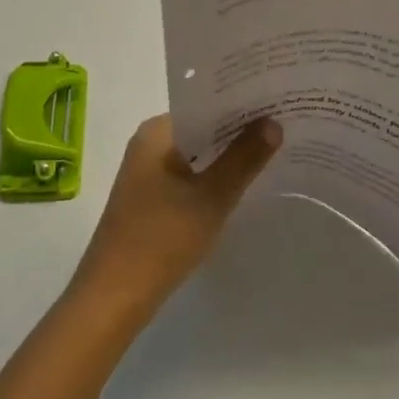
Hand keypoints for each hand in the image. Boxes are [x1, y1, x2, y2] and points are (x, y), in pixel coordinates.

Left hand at [69, 114, 280, 322]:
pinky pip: (189, 176)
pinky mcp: (151, 199)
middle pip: (202, 128)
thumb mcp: (211, 197)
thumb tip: (274, 121)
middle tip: (284, 124)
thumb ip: (244, 158)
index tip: (277, 101)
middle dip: (238, 129)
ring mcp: (147, 173)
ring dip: (227, 155)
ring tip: (273, 150)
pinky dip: (213, 176)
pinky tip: (241, 184)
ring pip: (197, 154)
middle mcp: (149, 144)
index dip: (241, 103)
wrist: (114, 297)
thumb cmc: (161, 238)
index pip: (205, 104)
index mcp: (156, 132)